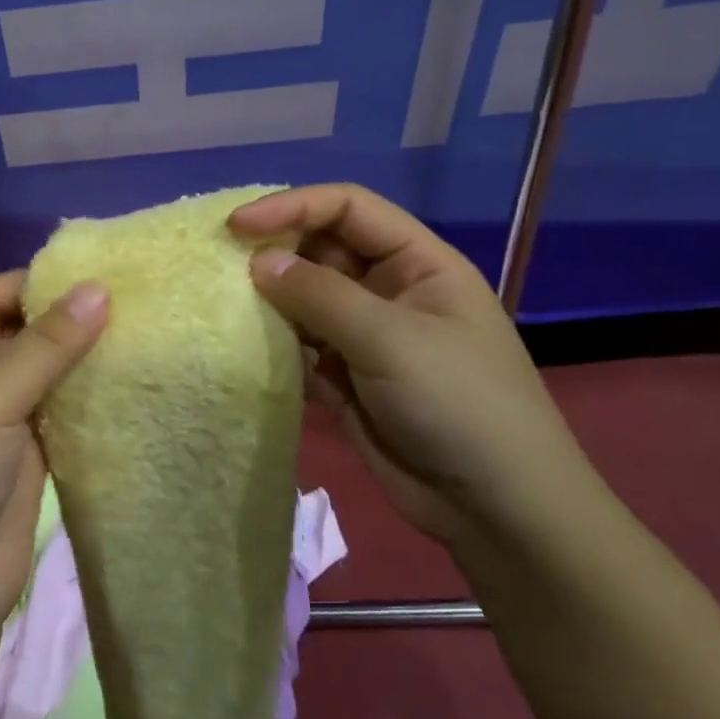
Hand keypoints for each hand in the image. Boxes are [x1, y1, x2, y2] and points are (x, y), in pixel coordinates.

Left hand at [0, 271, 108, 625]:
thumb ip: (43, 346)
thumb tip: (99, 289)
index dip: (32, 282)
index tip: (91, 274)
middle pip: (17, 332)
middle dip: (63, 316)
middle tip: (128, 298)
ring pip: (43, 371)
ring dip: (80, 355)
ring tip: (137, 330)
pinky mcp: (27, 455)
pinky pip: (59, 410)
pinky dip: (87, 394)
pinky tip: (125, 380)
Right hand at [231, 184, 591, 543]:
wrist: (497, 512)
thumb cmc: (460, 405)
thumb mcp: (391, 340)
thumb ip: (319, 294)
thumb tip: (258, 262)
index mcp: (416, 262)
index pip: (347, 207)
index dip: (292, 206)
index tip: (238, 226)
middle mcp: (388, 288)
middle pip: (320, 247)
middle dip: (274, 251)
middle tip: (222, 265)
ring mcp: (365, 334)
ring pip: (304, 296)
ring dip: (268, 298)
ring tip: (223, 303)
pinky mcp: (344, 375)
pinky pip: (299, 342)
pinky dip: (272, 340)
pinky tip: (244, 344)